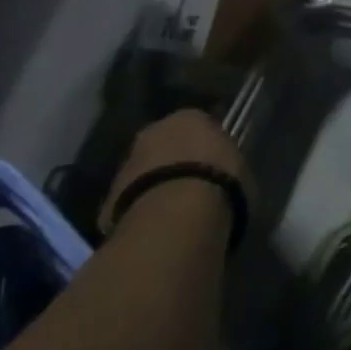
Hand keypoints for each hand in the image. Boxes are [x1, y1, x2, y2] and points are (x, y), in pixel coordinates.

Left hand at [100, 109, 252, 235]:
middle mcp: (155, 130)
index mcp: (191, 117)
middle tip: (191, 191)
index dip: (207, 150)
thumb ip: (229, 168)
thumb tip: (224, 177)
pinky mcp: (109, 197)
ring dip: (155, 187)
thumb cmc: (220, 185)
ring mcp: (128, 162)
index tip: (215, 170)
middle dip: (175, 164)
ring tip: (173, 216)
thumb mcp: (242, 174)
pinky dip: (140, 212)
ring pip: (145, 173)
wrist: (175, 218)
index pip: (200, 126)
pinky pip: (130, 202)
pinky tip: (155, 232)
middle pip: (167, 145)